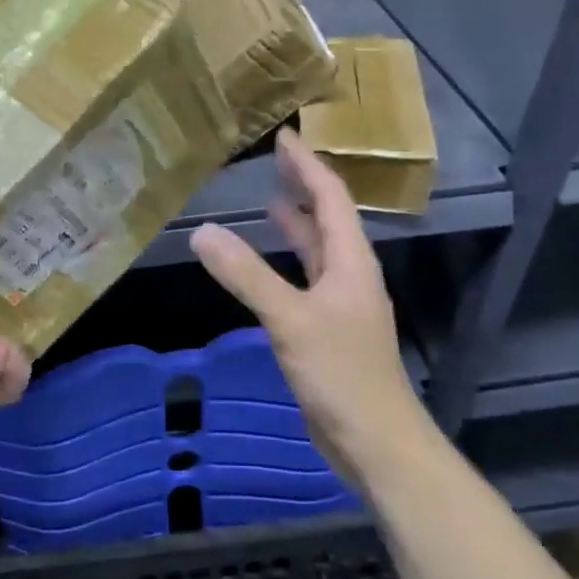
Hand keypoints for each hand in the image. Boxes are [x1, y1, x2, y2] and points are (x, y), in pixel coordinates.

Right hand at [189, 129, 429, 475]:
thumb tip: (202, 232)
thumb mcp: (289, 318)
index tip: (285, 136)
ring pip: (318, 251)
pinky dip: (287, 261)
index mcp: (351, 262)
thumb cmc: (341, 373)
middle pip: (329, 219)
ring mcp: (341, 304)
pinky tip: (267, 265)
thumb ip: (246, 275)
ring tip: (269, 202)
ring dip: (297, 224)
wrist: (376, 441)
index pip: (331, 198)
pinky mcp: (328, 329)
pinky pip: (306, 279)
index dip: (308, 166)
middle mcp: (350, 275)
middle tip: (274, 161)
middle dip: (303, 188)